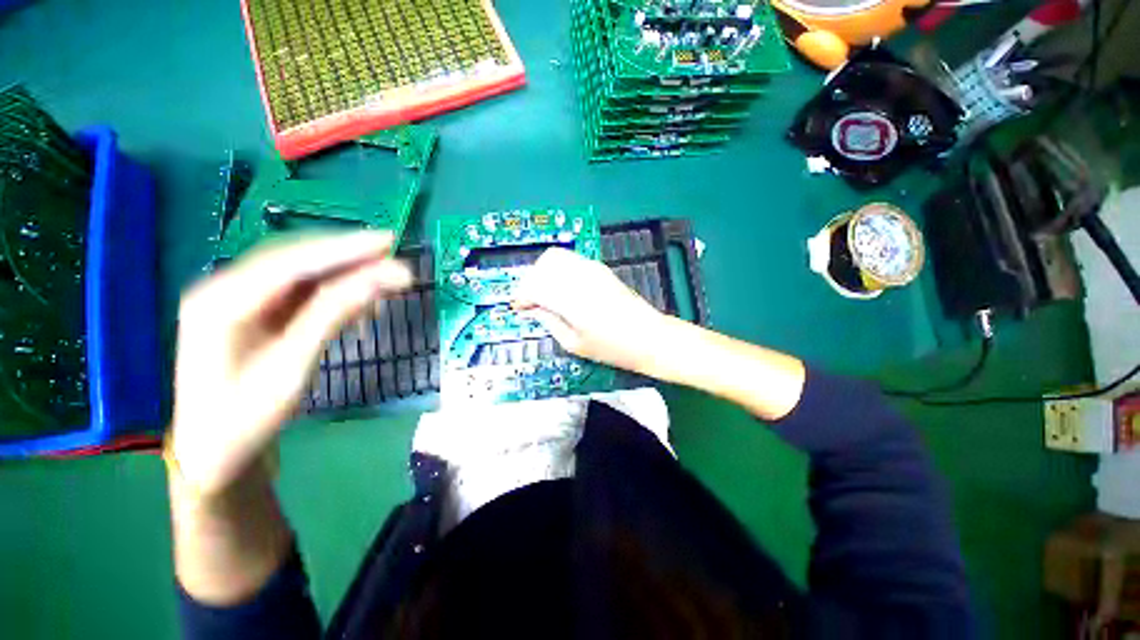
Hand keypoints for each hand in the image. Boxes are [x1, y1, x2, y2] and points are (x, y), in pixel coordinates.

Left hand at [170, 233, 411, 495]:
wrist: (216, 452)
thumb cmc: (247, 416)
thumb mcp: (292, 366)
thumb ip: (333, 314)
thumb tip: (382, 278)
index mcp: (221, 301)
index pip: (290, 262)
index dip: (342, 249)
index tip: (388, 241)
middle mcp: (225, 289)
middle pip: (296, 261)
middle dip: (348, 257)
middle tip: (394, 257)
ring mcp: (240, 300)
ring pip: (302, 274)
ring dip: (345, 275)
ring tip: (386, 282)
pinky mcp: (256, 312)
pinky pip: (301, 292)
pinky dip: (335, 293)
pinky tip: (361, 301)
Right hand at [514, 248, 671, 373]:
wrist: (648, 336)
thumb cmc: (612, 348)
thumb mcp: (573, 343)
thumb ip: (548, 321)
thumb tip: (531, 309)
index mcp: (571, 299)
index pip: (533, 286)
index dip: (521, 297)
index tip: (519, 308)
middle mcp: (579, 277)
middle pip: (541, 266)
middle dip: (529, 282)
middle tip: (530, 302)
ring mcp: (591, 268)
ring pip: (554, 257)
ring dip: (542, 273)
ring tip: (543, 294)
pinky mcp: (599, 268)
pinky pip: (569, 259)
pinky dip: (557, 270)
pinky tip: (560, 287)